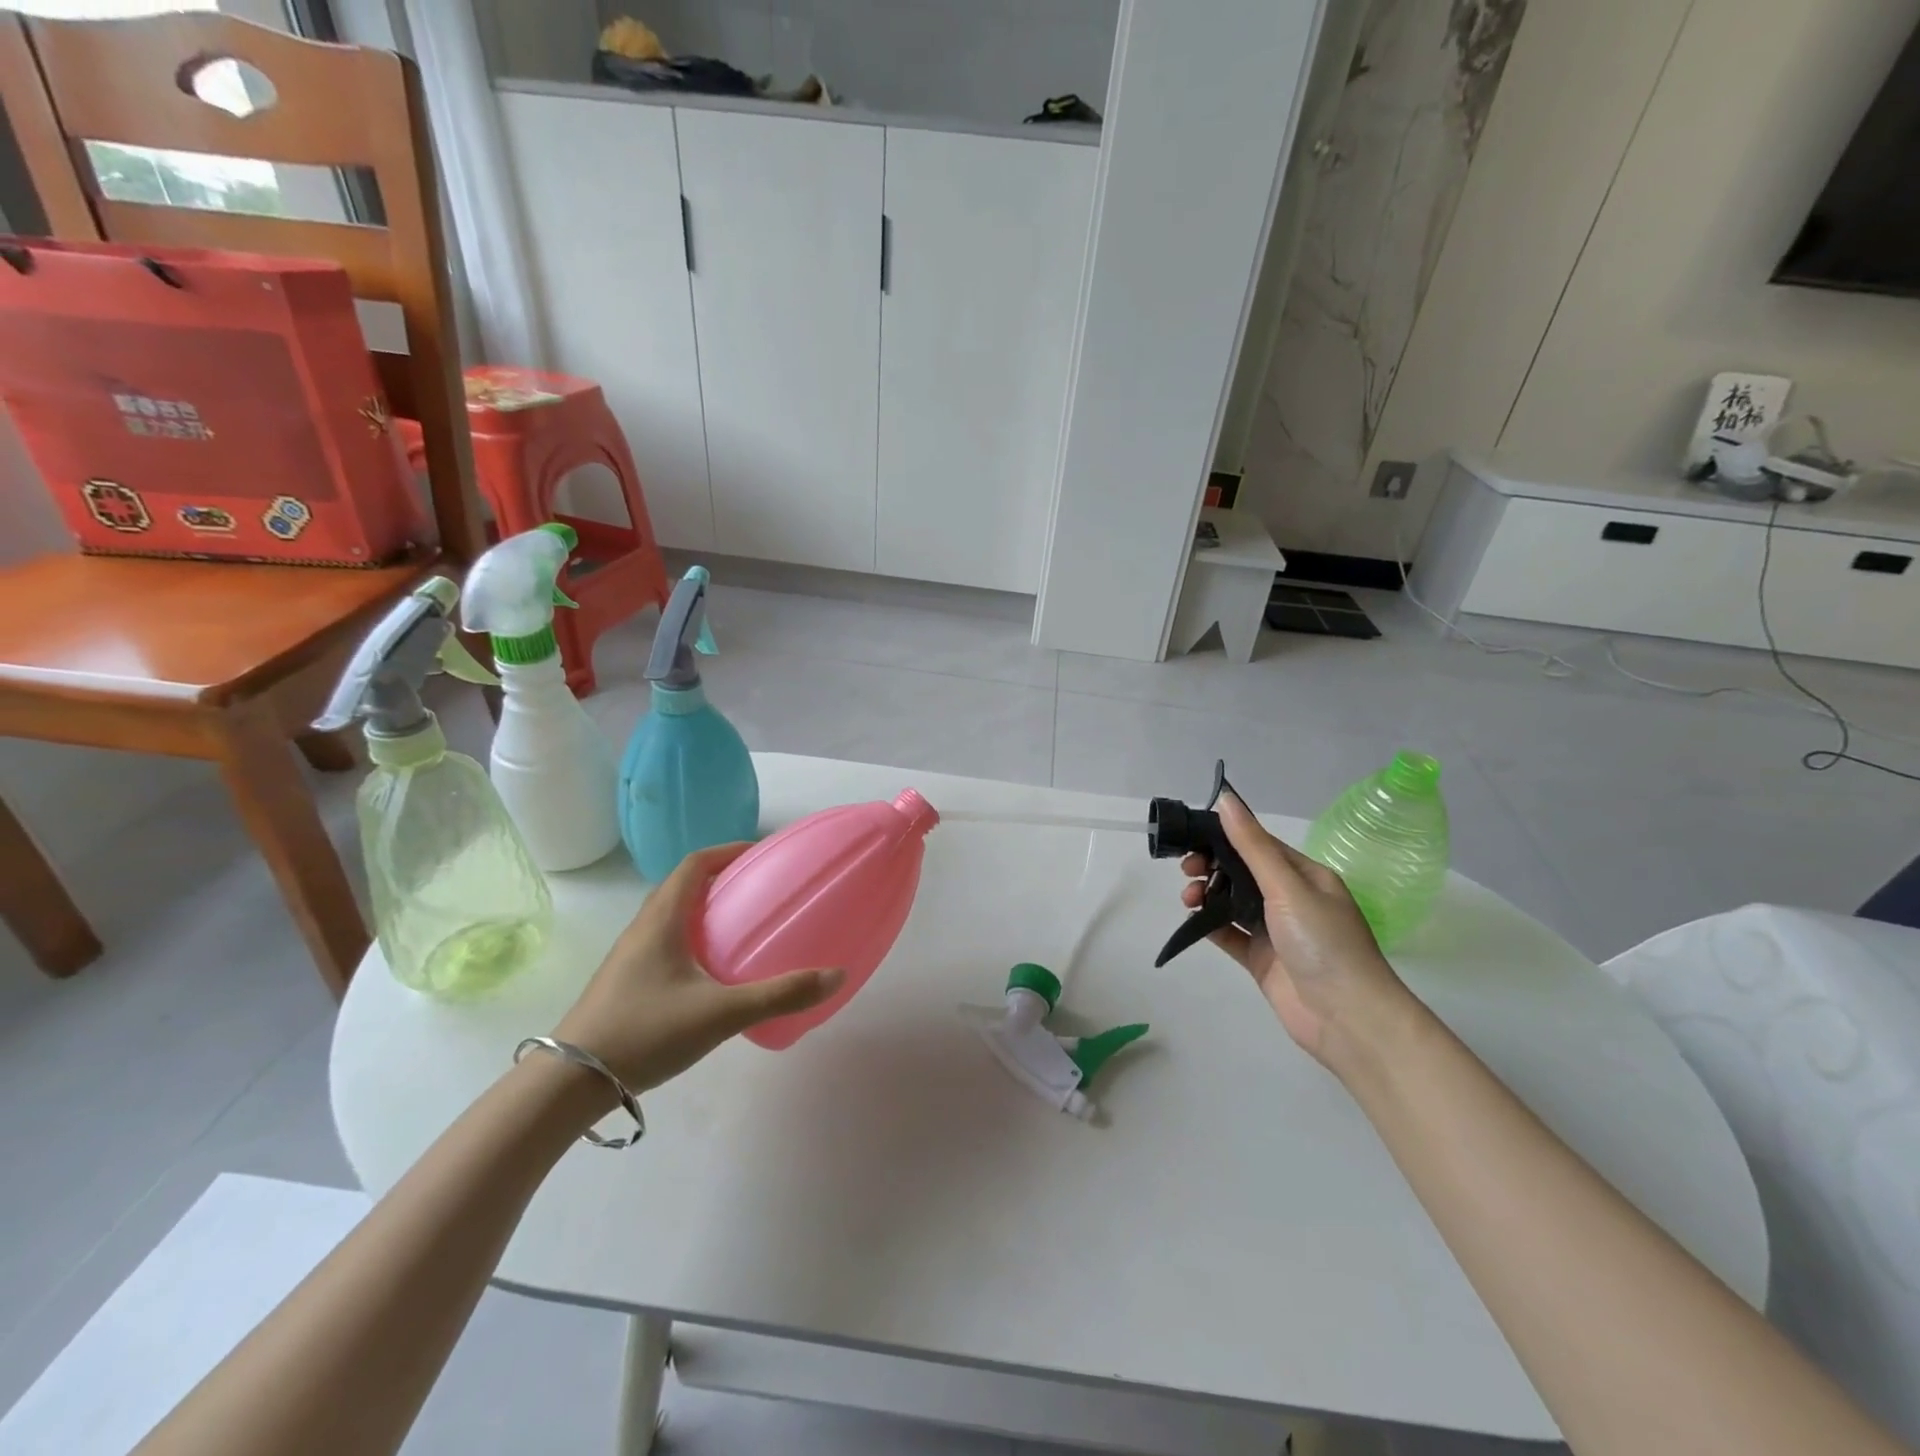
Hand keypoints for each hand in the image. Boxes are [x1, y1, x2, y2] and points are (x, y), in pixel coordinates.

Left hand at [553, 844, 843, 1091]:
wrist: (568, 1084)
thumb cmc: (645, 1032)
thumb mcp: (720, 1014)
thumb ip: (779, 995)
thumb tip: (836, 975)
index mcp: (661, 920)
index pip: (695, 864)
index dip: (728, 851)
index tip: (762, 855)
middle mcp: (643, 929)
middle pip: (683, 886)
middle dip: (723, 880)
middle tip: (761, 891)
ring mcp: (630, 957)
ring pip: (672, 916)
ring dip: (706, 910)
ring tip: (743, 928)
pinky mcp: (626, 983)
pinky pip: (665, 944)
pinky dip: (694, 940)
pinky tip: (714, 974)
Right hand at [1181, 793, 1414, 1071]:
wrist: (1348, 1018)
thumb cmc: (1323, 942)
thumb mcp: (1287, 887)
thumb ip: (1252, 845)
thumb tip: (1226, 799)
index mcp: (1305, 876)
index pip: (1258, 845)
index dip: (1224, 837)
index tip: (1190, 836)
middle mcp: (1291, 899)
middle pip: (1241, 872)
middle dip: (1211, 866)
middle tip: (1186, 870)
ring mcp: (1276, 931)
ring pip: (1232, 902)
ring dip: (1207, 894)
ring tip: (1188, 897)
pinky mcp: (1262, 959)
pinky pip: (1230, 934)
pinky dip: (1210, 924)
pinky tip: (1193, 920)